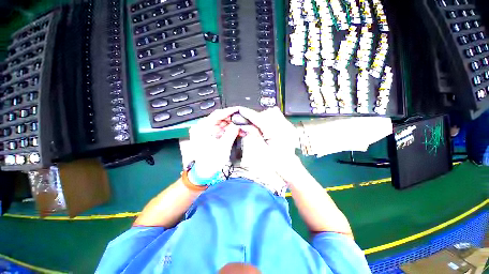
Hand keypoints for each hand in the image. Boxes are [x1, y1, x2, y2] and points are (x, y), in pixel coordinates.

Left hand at [188, 107, 241, 178]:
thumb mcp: (223, 146)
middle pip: (219, 118)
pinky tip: (236, 131)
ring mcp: (206, 132)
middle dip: (231, 119)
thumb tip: (237, 124)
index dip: (228, 112)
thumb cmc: (211, 161)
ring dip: (231, 125)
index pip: (216, 115)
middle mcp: (202, 128)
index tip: (238, 109)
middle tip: (242, 120)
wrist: (204, 172)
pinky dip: (228, 130)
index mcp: (202, 128)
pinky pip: (221, 130)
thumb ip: (231, 133)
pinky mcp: (210, 136)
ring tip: (241, 127)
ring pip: (221, 124)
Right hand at [238, 107, 305, 184]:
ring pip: (272, 113)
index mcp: (276, 133)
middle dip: (256, 118)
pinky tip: (267, 130)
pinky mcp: (288, 127)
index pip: (259, 118)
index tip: (241, 111)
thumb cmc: (277, 162)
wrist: (289, 167)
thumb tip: (245, 126)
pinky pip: (277, 117)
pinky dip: (269, 121)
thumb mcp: (262, 150)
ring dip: (263, 118)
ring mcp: (287, 126)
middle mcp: (284, 127)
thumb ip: (254, 135)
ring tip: (260, 130)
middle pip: (266, 113)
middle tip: (251, 127)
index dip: (248, 114)